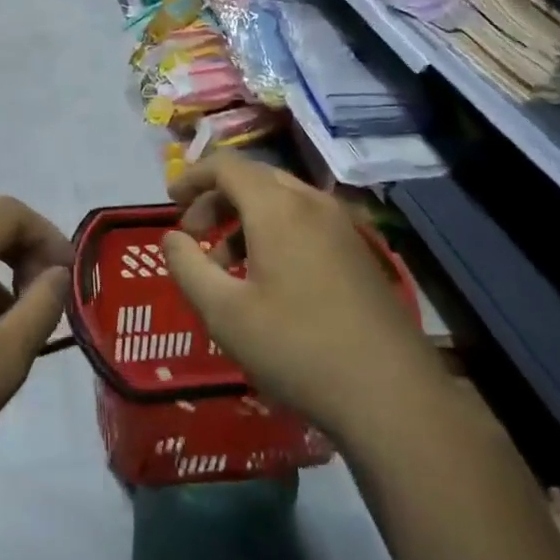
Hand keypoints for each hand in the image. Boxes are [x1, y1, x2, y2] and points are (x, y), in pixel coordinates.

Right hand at [162, 153, 428, 443]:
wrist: (390, 393)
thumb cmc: (296, 347)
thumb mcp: (224, 313)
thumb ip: (188, 267)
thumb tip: (172, 238)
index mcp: (277, 208)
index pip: (226, 166)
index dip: (192, 177)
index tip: (169, 202)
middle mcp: (312, 203)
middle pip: (254, 180)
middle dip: (216, 200)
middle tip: (193, 236)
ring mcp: (341, 226)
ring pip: (281, 202)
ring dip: (243, 221)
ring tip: (224, 268)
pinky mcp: (358, 252)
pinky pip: (304, 223)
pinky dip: (272, 233)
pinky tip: (265, 280)